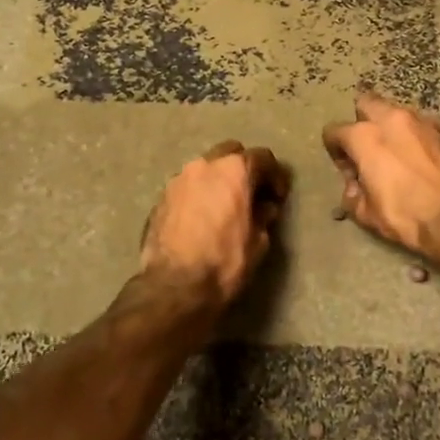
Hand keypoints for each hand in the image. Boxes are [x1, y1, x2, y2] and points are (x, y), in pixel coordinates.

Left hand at [140, 141, 290, 309]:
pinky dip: (199, 194)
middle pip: (231, 153)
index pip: (262, 157)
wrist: (174, 287)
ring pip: (205, 168)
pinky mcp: (161, 197)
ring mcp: (178, 179)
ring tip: (224, 206)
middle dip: (244, 169)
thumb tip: (264, 208)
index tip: (278, 196)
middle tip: (251, 194)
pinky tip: (202, 217)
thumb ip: (263, 216)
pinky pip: (187, 187)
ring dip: (218, 180)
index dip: (275, 176)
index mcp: (234, 170)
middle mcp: (204, 165)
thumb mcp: (258, 242)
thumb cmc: (224, 263)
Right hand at [322, 93, 439, 263]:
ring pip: (395, 112)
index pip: (334, 131)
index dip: (335, 150)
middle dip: (361, 121)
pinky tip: (417, 158)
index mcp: (365, 137)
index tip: (346, 169)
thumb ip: (353, 195)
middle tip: (367, 148)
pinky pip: (419, 125)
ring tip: (394, 153)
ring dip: (389, 127)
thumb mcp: (367, 214)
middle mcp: (391, 119)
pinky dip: (412, 136)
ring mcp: (421, 121)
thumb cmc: (407, 215)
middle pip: (366, 104)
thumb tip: (354, 186)